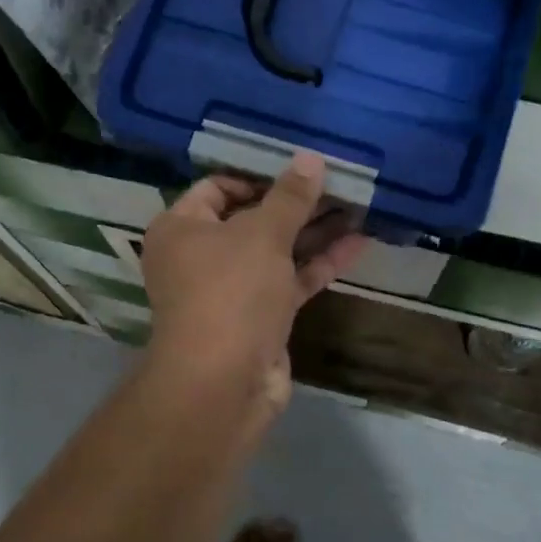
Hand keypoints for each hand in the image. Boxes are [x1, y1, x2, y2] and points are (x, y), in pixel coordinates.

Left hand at [140, 152, 367, 408]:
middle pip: (251, 218)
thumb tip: (309, 158)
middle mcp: (200, 256)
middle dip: (295, 203)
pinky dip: (319, 263)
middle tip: (338, 183)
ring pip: (275, 251)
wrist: (223, 383)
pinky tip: (359, 242)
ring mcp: (231, 289)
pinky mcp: (259, 317)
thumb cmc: (231, 292)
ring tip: (357, 205)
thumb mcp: (262, 235)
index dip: (258, 175)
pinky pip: (289, 280)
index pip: (217, 187)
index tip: (299, 169)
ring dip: (313, 231)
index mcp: (181, 228)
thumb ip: (290, 197)